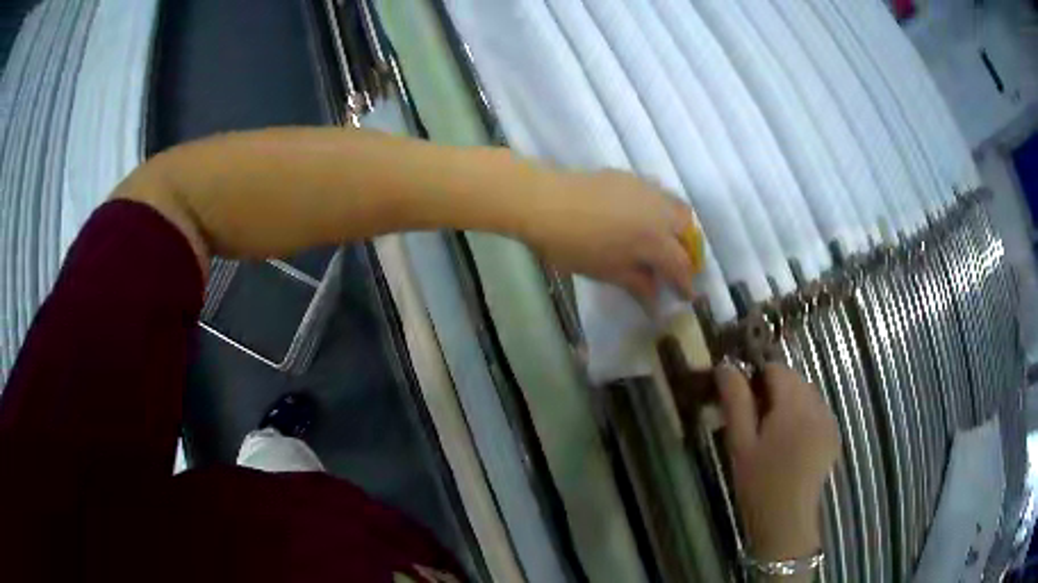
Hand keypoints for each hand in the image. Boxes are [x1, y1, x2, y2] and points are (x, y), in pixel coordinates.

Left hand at [521, 169, 696, 305]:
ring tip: (662, 240)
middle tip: (674, 265)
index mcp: (656, 240)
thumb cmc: (574, 245)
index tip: (686, 296)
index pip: (681, 264)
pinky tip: (641, 217)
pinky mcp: (631, 177)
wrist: (545, 202)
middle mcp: (660, 211)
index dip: (685, 282)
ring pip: (676, 205)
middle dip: (687, 249)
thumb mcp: (608, 272)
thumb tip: (655, 302)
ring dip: (678, 225)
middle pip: (687, 229)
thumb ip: (638, 284)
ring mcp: (646, 189)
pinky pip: (658, 192)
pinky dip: (660, 208)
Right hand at [716, 363, 839, 560]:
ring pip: (807, 395)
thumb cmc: (759, 483)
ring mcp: (829, 420)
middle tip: (755, 423)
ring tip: (773, 434)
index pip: (776, 369)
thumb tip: (726, 366)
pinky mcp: (833, 435)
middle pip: (794, 380)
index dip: (757, 379)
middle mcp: (817, 405)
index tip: (743, 403)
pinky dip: (804, 416)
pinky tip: (791, 443)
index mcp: (793, 404)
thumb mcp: (740, 443)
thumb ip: (736, 401)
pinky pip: (817, 411)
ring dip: (789, 403)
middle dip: (774, 391)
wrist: (786, 520)